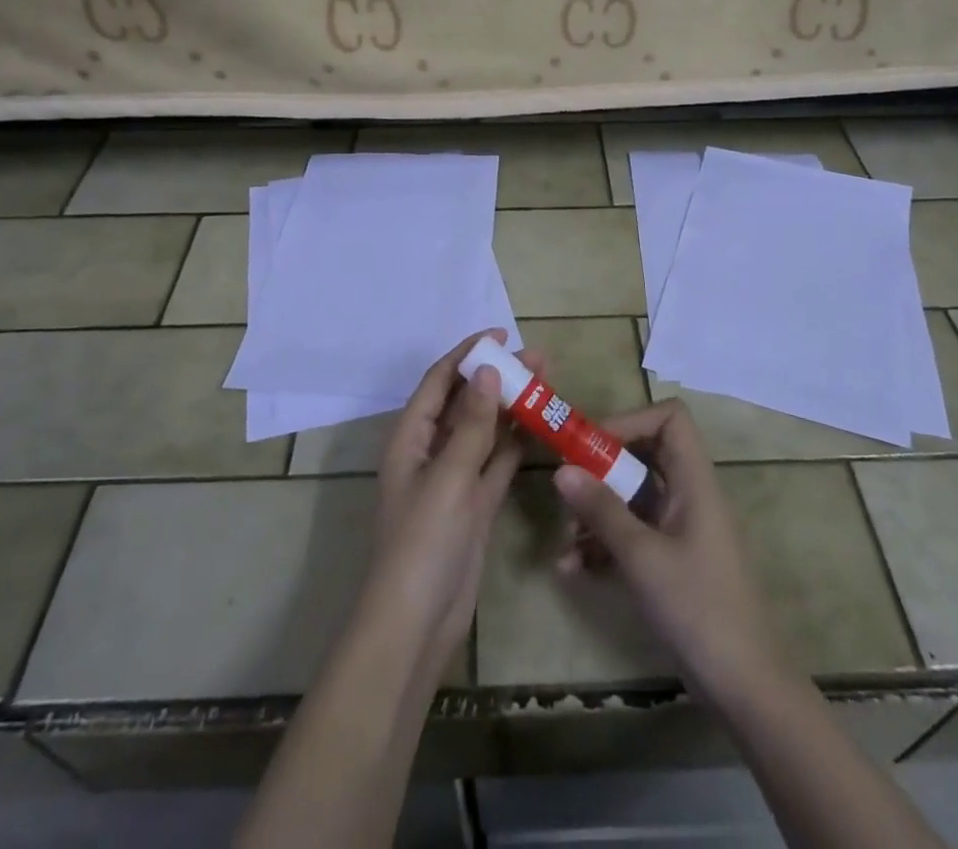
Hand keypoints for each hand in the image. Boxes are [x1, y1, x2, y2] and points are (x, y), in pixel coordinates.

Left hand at [359, 330, 526, 676]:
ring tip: (546, 381)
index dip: (467, 354)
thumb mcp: (448, 477)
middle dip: (497, 377)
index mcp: (411, 438)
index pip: (440, 381)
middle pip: (466, 402)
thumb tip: (488, 371)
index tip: (501, 335)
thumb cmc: (422, 542)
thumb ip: (472, 425)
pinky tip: (541, 425)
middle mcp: (431, 451)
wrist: (417, 623)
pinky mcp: (475, 504)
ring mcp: (455, 479)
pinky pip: (497, 462)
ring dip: (511, 406)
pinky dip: (516, 443)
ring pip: (485, 430)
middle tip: (538, 358)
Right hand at [553, 400, 781, 705]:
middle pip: (644, 455)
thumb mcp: (643, 557)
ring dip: (596, 512)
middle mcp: (688, 496)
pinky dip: (603, 544)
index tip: (592, 443)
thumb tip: (562, 469)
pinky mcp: (671, 561)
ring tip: (565, 540)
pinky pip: (632, 534)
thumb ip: (602, 510)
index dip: (632, 420)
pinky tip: (573, 569)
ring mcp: (680, 529)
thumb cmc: (699, 609)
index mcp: (694, 481)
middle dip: (601, 469)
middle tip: (566, 487)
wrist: (746, 689)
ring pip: (632, 497)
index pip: (671, 418)